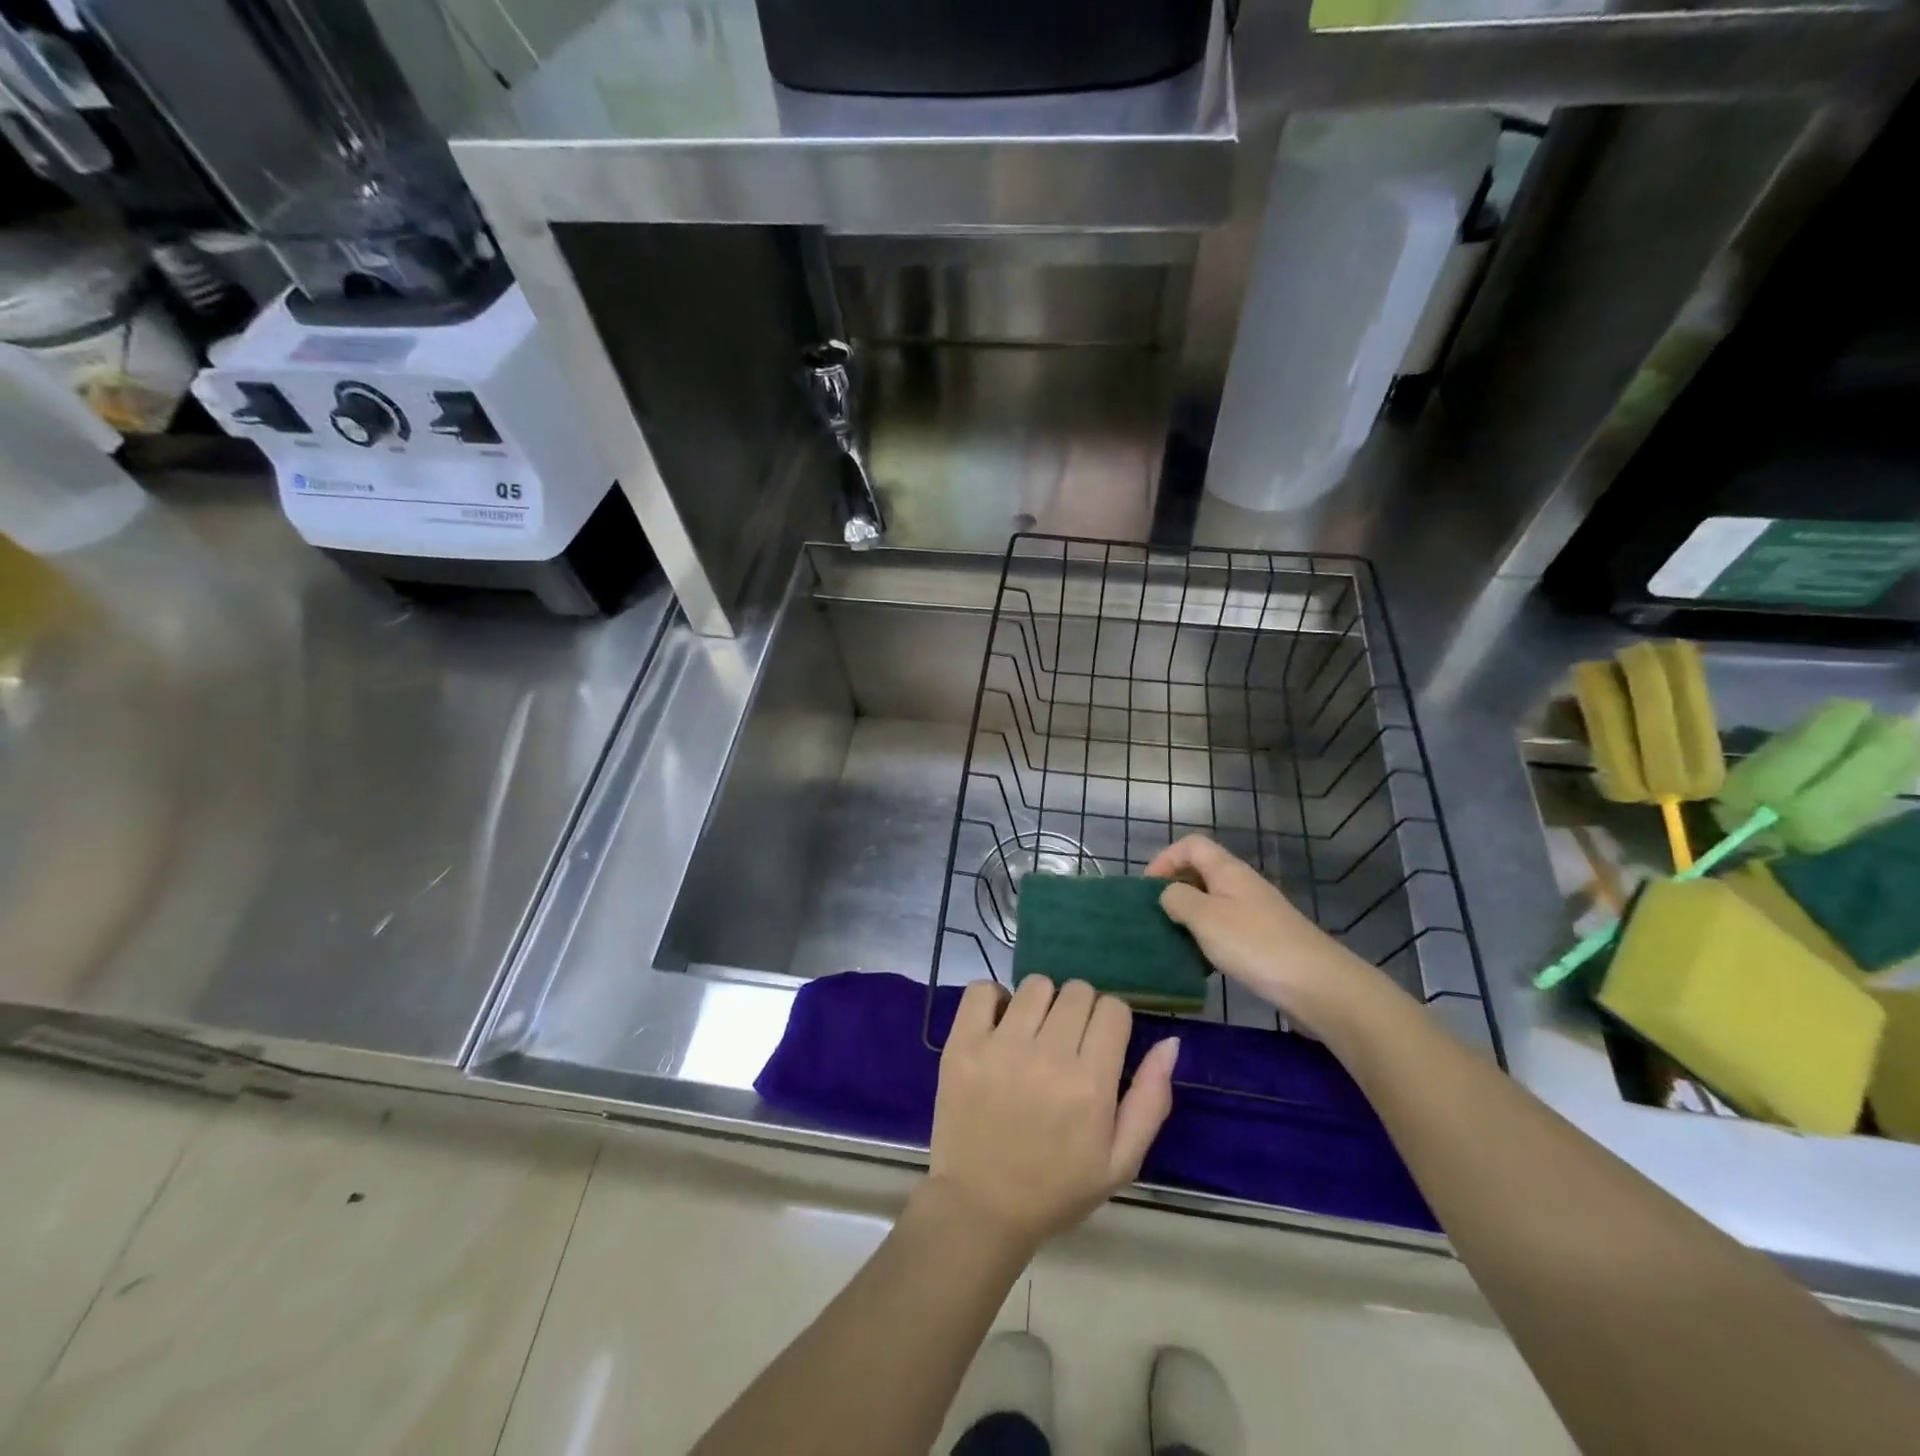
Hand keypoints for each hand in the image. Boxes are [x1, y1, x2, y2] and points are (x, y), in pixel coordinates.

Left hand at [924, 977, 1178, 1255]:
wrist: (980, 1208)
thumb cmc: (1056, 1188)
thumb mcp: (1120, 1161)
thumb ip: (1150, 1100)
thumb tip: (1170, 1041)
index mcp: (1090, 1085)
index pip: (1113, 1009)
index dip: (1111, 1022)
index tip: (1100, 1045)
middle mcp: (1048, 1056)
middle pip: (1077, 991)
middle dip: (1080, 1011)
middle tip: (1067, 1044)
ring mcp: (1000, 1046)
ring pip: (1036, 985)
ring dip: (1041, 1003)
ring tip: (1033, 1035)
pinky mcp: (962, 1044)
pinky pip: (982, 989)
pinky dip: (994, 998)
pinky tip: (999, 1025)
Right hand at [1147, 834, 1391, 1034]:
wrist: (1318, 985)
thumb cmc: (1254, 944)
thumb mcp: (1205, 918)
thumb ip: (1178, 899)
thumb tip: (1168, 894)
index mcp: (1228, 870)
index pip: (1191, 845)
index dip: (1165, 859)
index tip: (1147, 889)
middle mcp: (1243, 884)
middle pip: (1202, 871)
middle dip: (1175, 888)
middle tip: (1156, 916)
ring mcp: (1257, 912)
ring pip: (1213, 902)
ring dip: (1191, 916)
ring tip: (1174, 940)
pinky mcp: (1265, 940)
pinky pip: (1227, 927)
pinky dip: (1209, 938)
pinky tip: (1203, 962)